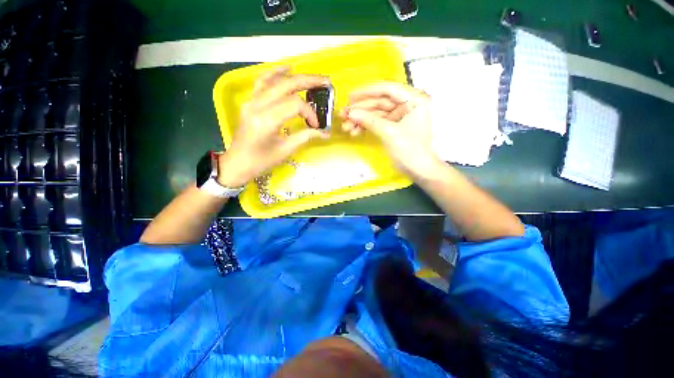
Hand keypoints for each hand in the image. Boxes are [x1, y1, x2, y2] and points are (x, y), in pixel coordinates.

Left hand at [218, 67, 329, 187]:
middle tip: (325, 82)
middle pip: (286, 85)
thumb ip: (305, 136)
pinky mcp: (250, 102)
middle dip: (308, 82)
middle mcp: (257, 105)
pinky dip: (275, 73)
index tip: (316, 125)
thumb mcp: (286, 150)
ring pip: (275, 80)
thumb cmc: (262, 161)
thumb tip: (324, 133)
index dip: (309, 113)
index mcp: (267, 120)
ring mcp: (251, 101)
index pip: (295, 105)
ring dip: (295, 77)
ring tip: (312, 77)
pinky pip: (262, 82)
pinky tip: (287, 68)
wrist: (238, 163)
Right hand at [342, 82, 440, 178]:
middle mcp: (407, 105)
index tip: (351, 96)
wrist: (418, 170)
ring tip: (346, 126)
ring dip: (360, 120)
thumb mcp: (390, 133)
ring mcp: (399, 117)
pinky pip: (376, 123)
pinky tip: (355, 131)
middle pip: (379, 102)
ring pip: (375, 114)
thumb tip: (352, 113)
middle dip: (360, 110)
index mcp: (413, 100)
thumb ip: (370, 121)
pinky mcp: (393, 127)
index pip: (387, 89)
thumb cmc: (411, 151)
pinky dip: (366, 127)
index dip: (367, 91)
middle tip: (344, 114)